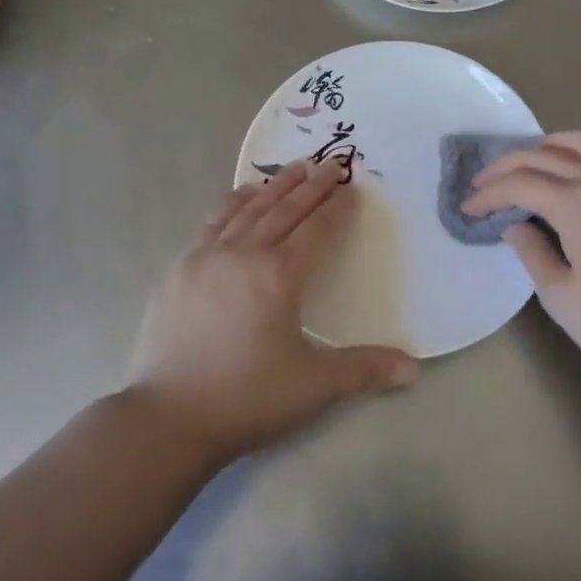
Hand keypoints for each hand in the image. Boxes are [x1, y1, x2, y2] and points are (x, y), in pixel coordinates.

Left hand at [130, 160, 418, 463]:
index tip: (352, 188)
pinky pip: (214, 221)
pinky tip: (242, 194)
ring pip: (250, 208)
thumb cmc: (246, 398)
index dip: (338, 208)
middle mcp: (246, 253)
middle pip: (286, 209)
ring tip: (294, 167)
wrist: (167, 417)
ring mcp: (209, 256)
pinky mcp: (181, 267)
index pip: (317, 230)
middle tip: (331, 163)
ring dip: (275, 185)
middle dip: (312, 185)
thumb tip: (413, 369)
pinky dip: (234, 202)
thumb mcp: (313, 387)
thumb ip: (363, 370)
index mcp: (280, 275)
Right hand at [462, 132, 580, 388]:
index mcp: (578, 204)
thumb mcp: (561, 297)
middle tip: (481, 183)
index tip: (467, 209)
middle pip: (544, 155)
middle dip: (506, 166)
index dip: (488, 194)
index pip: (520, 185)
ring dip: (543, 147)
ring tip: (524, 164)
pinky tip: (568, 178)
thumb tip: (515, 227)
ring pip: (580, 144)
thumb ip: (532, 253)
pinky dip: (575, 155)